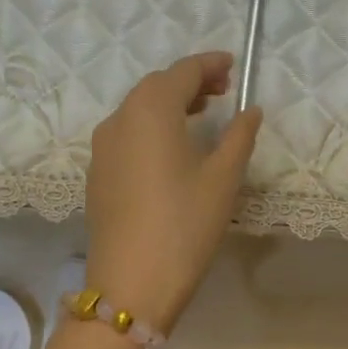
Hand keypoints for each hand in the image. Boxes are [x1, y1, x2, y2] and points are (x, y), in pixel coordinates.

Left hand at [86, 52, 262, 332]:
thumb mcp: (222, 179)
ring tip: (200, 116)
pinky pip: (126, 135)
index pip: (183, 72)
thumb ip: (239, 137)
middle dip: (190, 83)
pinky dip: (151, 128)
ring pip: (137, 110)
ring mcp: (102, 148)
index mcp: (151, 110)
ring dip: (169, 105)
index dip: (210, 65)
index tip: (233, 66)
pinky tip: (171, 149)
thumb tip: (250, 111)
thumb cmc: (184, 225)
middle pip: (156, 86)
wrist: (131, 283)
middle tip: (222, 92)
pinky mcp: (97, 174)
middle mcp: (119, 119)